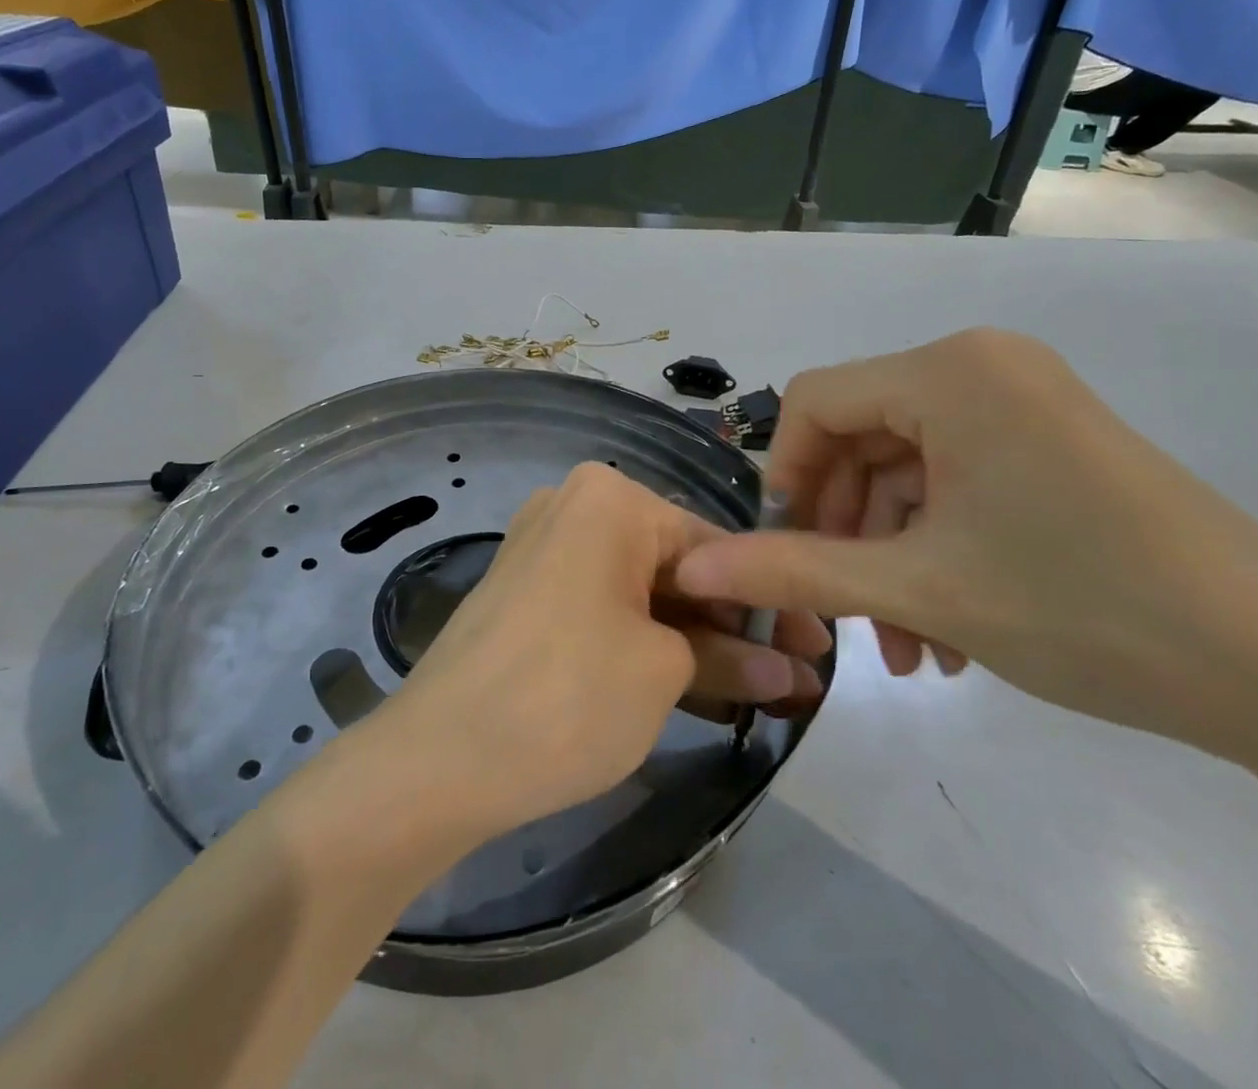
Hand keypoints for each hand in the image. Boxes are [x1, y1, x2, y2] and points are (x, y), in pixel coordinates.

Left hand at [378, 464, 826, 840]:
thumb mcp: (663, 673)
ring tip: (758, 693)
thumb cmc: (568, 695)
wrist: (438, 759)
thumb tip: (789, 672)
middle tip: (793, 680)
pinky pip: (604, 607)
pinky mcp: (527, 593)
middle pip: (676, 566)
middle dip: (735, 625)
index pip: (714, 546)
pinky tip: (695, 685)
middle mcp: (573, 505)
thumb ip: (732, 659)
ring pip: (641, 591)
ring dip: (696, 640)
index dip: (772, 602)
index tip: (819, 650)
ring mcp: (544, 548)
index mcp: (610, 499)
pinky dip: (647, 642)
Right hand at [676, 329, 1257, 756]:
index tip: (786, 554)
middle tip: (844, 618)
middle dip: (843, 533)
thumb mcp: (919, 588)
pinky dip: (934, 549)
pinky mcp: (1051, 443)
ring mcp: (1022, 404)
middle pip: (861, 438)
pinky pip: (956, 483)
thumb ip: (794, 570)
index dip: (785, 477)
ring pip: (907, 472)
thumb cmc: (1082, 606)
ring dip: (888, 556)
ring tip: (903, 649)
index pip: (815, 401)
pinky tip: (944, 631)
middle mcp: (981, 367)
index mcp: (948, 372)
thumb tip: (694, 569)